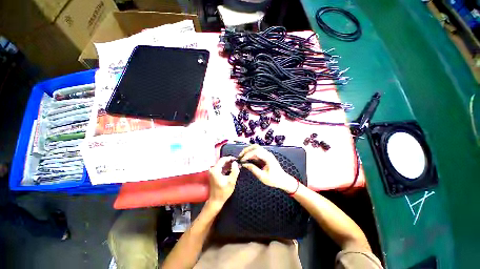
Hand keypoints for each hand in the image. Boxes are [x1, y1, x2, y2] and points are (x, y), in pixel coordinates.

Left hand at [207, 156, 239, 206]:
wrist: (215, 201)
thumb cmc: (223, 192)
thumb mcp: (231, 182)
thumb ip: (234, 171)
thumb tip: (235, 162)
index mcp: (215, 170)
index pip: (223, 159)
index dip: (230, 158)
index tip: (237, 159)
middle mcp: (212, 169)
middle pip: (222, 161)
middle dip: (230, 161)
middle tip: (237, 163)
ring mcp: (212, 172)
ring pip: (221, 164)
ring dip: (229, 164)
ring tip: (236, 166)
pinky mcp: (213, 174)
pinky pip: (220, 168)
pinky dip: (226, 168)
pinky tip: (232, 169)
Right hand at [238, 145, 297, 192]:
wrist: (283, 180)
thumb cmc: (274, 180)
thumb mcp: (262, 176)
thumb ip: (253, 169)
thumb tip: (244, 164)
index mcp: (268, 158)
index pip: (256, 152)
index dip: (248, 154)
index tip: (241, 160)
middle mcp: (267, 153)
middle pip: (255, 147)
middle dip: (246, 150)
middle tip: (240, 156)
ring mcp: (266, 154)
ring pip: (256, 148)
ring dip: (248, 151)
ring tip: (242, 156)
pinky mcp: (265, 156)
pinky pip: (257, 152)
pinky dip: (251, 154)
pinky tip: (247, 158)